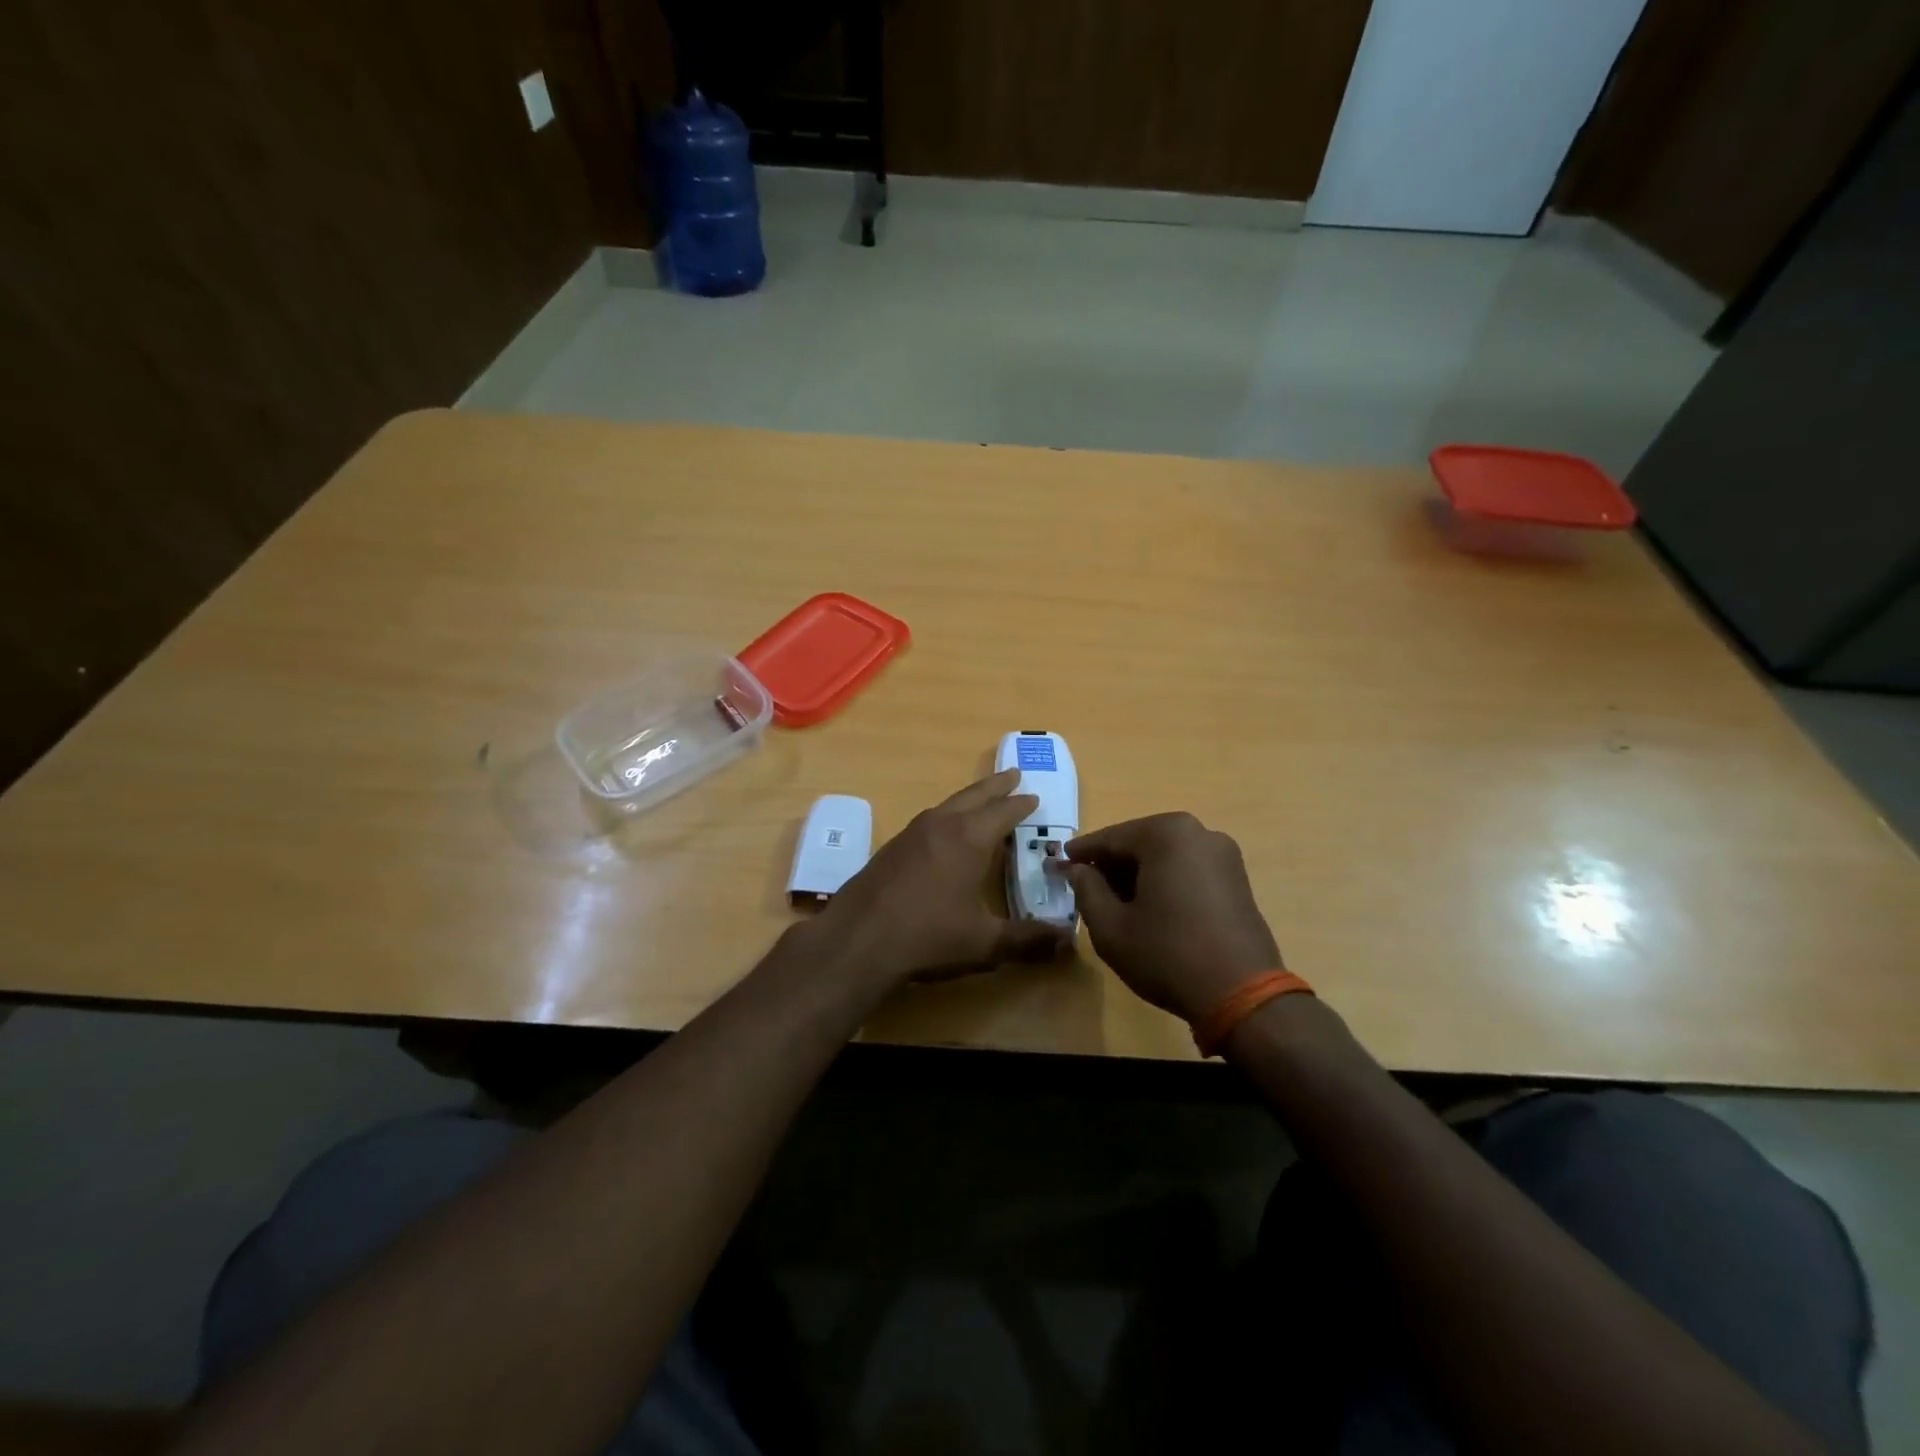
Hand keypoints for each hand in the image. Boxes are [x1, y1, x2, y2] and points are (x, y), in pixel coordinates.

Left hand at [810, 769, 1073, 994]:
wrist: (858, 939)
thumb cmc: (928, 936)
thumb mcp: (984, 943)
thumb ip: (1027, 940)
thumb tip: (1067, 941)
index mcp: (969, 838)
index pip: (1003, 812)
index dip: (1021, 805)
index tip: (1034, 796)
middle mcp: (941, 824)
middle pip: (974, 796)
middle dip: (996, 786)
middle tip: (1013, 774)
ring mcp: (912, 832)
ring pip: (948, 804)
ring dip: (970, 798)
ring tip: (982, 800)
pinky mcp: (892, 846)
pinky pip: (929, 819)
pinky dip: (947, 815)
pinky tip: (945, 832)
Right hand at [1066, 812, 1282, 1022]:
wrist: (1242, 994)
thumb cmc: (1167, 954)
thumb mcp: (1111, 927)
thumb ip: (1086, 890)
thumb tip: (1078, 870)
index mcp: (1166, 834)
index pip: (1111, 838)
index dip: (1082, 853)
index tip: (1059, 863)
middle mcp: (1199, 832)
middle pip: (1140, 843)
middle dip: (1112, 864)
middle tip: (1085, 886)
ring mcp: (1224, 854)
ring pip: (1165, 856)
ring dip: (1138, 873)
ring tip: (1115, 902)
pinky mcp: (1238, 878)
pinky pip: (1188, 869)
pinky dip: (1165, 881)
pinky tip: (1151, 909)